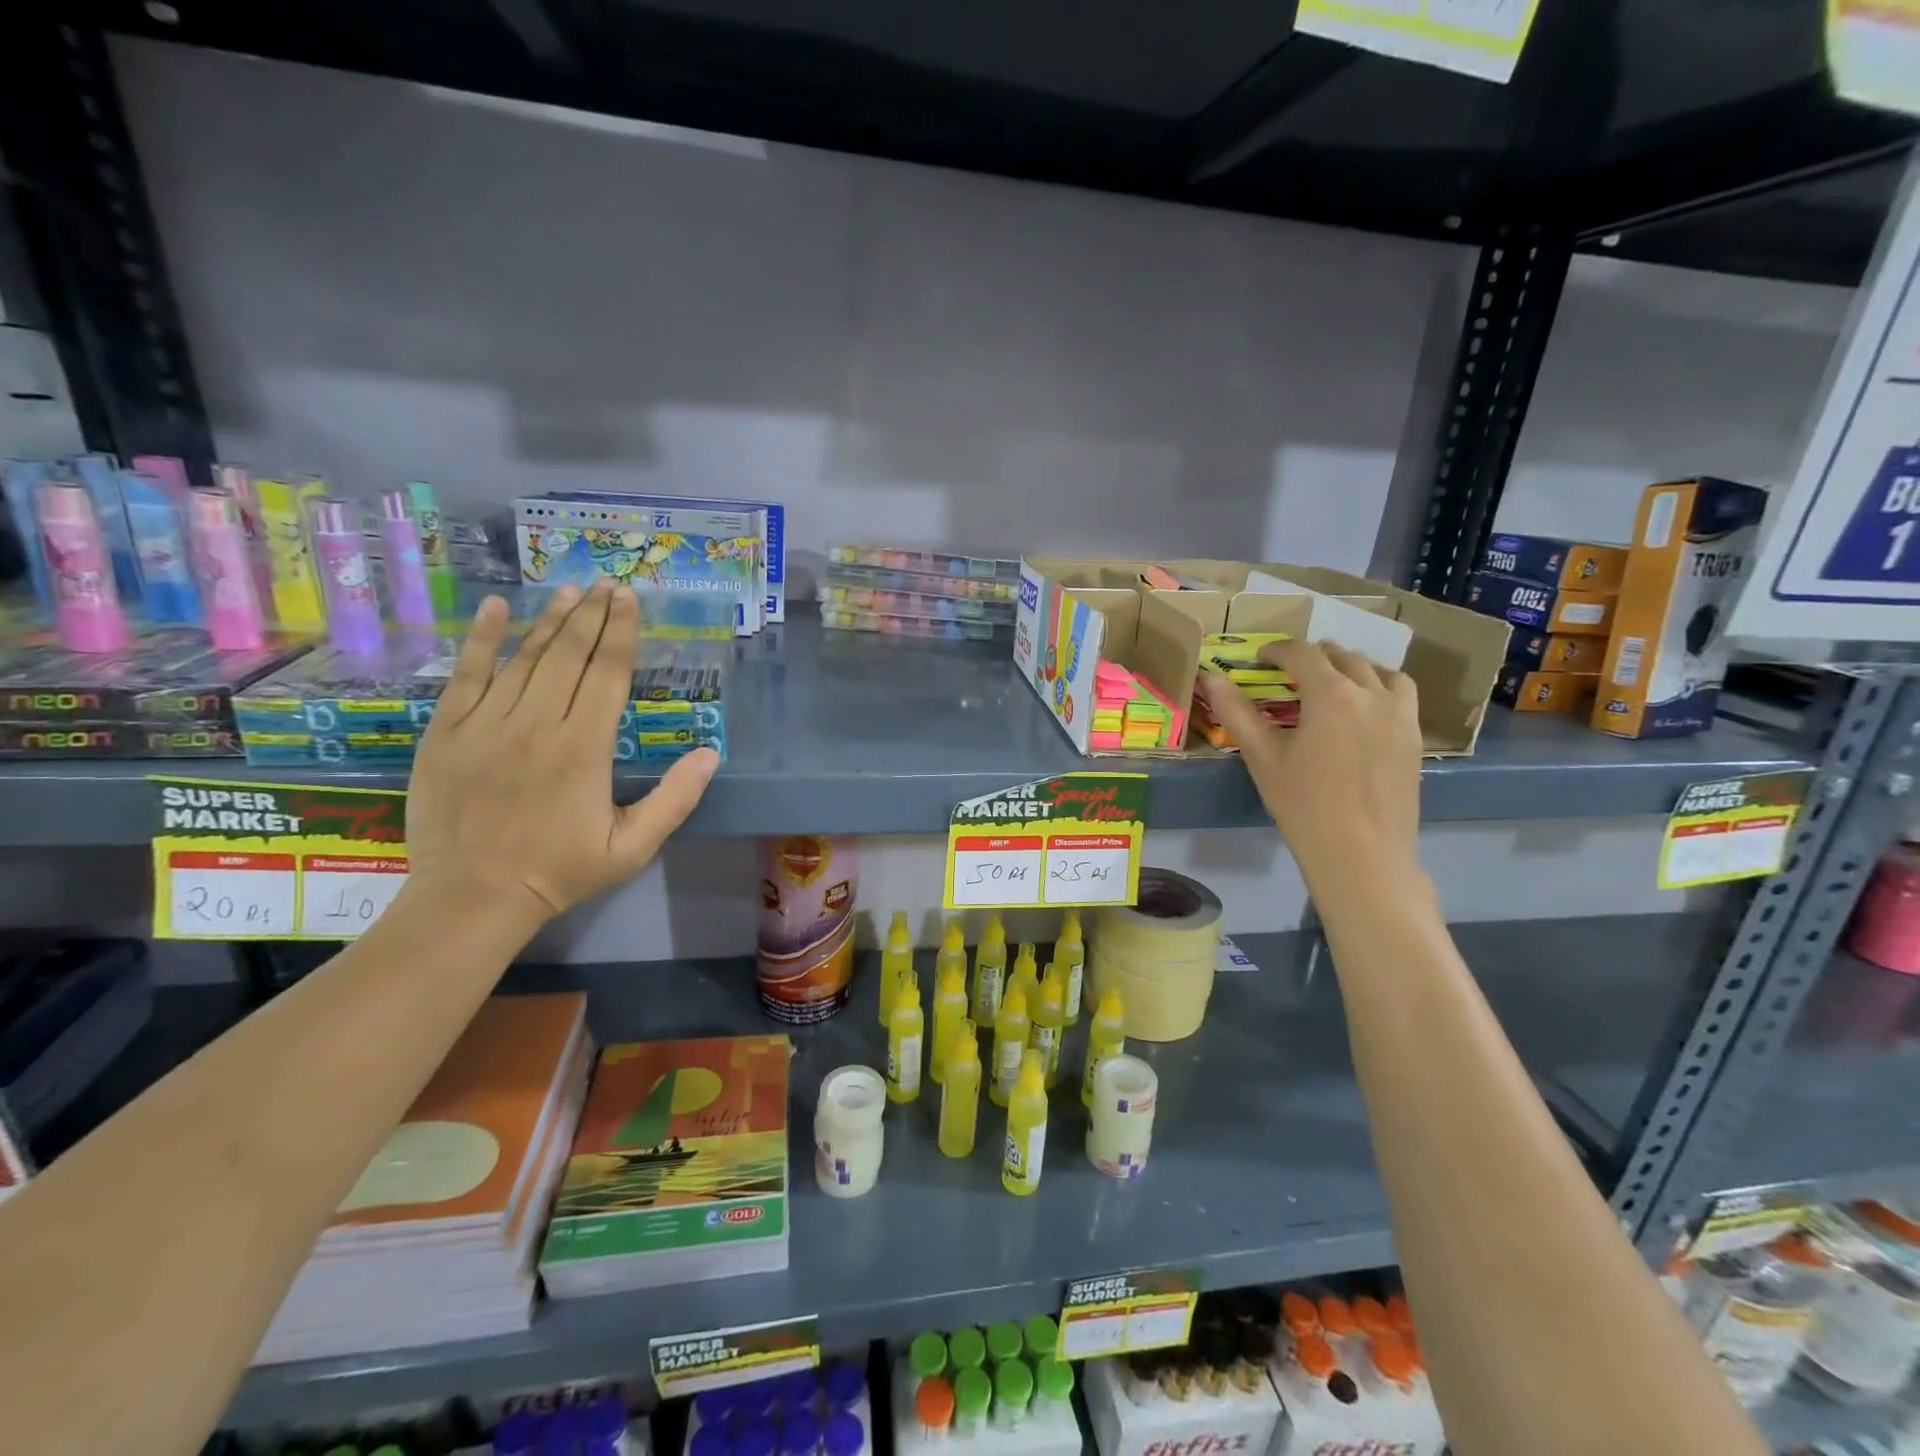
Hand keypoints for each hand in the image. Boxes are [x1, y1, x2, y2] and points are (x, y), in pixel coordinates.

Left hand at [405, 580, 718, 926]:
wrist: (473, 897)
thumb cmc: (561, 871)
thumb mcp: (633, 847)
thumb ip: (675, 799)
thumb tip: (710, 753)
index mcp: (584, 747)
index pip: (608, 673)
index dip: (621, 632)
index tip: (629, 598)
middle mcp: (537, 724)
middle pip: (569, 654)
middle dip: (592, 615)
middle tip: (606, 584)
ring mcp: (487, 724)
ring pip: (525, 658)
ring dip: (550, 620)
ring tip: (570, 590)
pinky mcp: (448, 732)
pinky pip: (467, 675)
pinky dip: (483, 639)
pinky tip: (497, 609)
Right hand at [1203, 640, 1422, 890]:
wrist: (1362, 855)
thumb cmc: (1304, 807)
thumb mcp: (1263, 758)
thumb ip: (1237, 713)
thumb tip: (1212, 678)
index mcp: (1331, 696)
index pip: (1302, 654)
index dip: (1277, 651)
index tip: (1259, 659)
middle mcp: (1371, 694)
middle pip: (1341, 656)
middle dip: (1312, 657)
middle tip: (1288, 672)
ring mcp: (1400, 714)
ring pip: (1377, 669)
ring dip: (1349, 666)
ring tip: (1330, 681)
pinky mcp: (1414, 736)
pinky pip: (1401, 692)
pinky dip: (1380, 684)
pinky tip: (1365, 706)